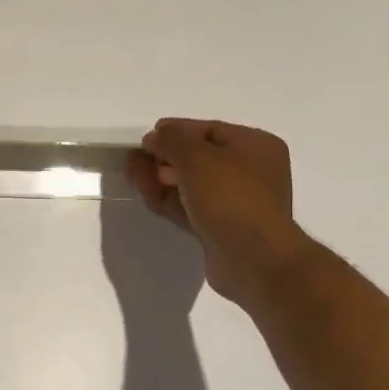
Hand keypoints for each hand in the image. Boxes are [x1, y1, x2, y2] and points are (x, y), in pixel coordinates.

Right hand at [127, 119, 307, 305]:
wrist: (253, 259)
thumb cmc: (230, 197)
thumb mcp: (197, 156)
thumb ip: (171, 140)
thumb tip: (155, 137)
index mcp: (256, 146)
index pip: (210, 130)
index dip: (176, 131)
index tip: (146, 138)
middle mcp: (250, 172)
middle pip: (198, 158)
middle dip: (164, 157)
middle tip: (134, 160)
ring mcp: (235, 204)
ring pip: (191, 185)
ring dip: (161, 179)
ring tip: (132, 176)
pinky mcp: (220, 229)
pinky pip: (190, 208)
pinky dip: (168, 200)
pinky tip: (147, 195)